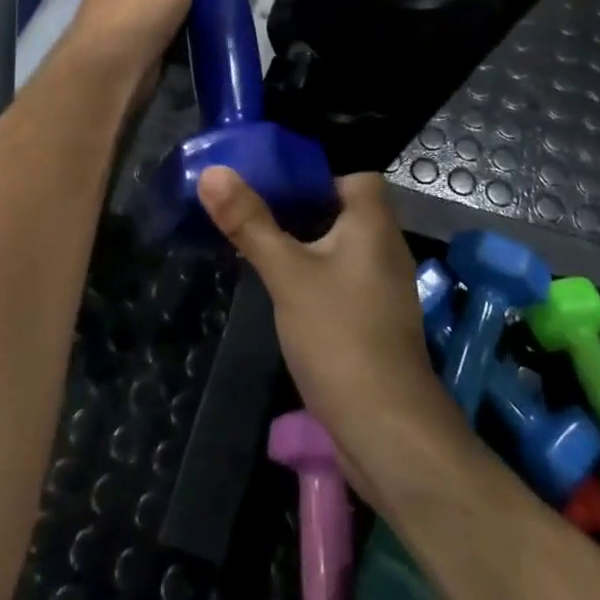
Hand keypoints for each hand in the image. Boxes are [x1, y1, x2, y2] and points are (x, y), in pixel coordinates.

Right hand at [198, 167, 450, 503]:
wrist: (386, 428)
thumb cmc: (339, 334)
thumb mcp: (287, 274)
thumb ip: (250, 223)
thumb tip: (213, 172)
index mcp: (373, 222)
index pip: (354, 175)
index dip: (316, 173)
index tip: (273, 180)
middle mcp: (385, 246)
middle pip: (343, 209)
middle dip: (300, 208)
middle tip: (252, 208)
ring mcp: (382, 286)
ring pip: (340, 247)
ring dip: (305, 243)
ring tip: (258, 242)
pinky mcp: (374, 319)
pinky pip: (342, 279)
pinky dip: (315, 275)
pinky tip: (283, 289)